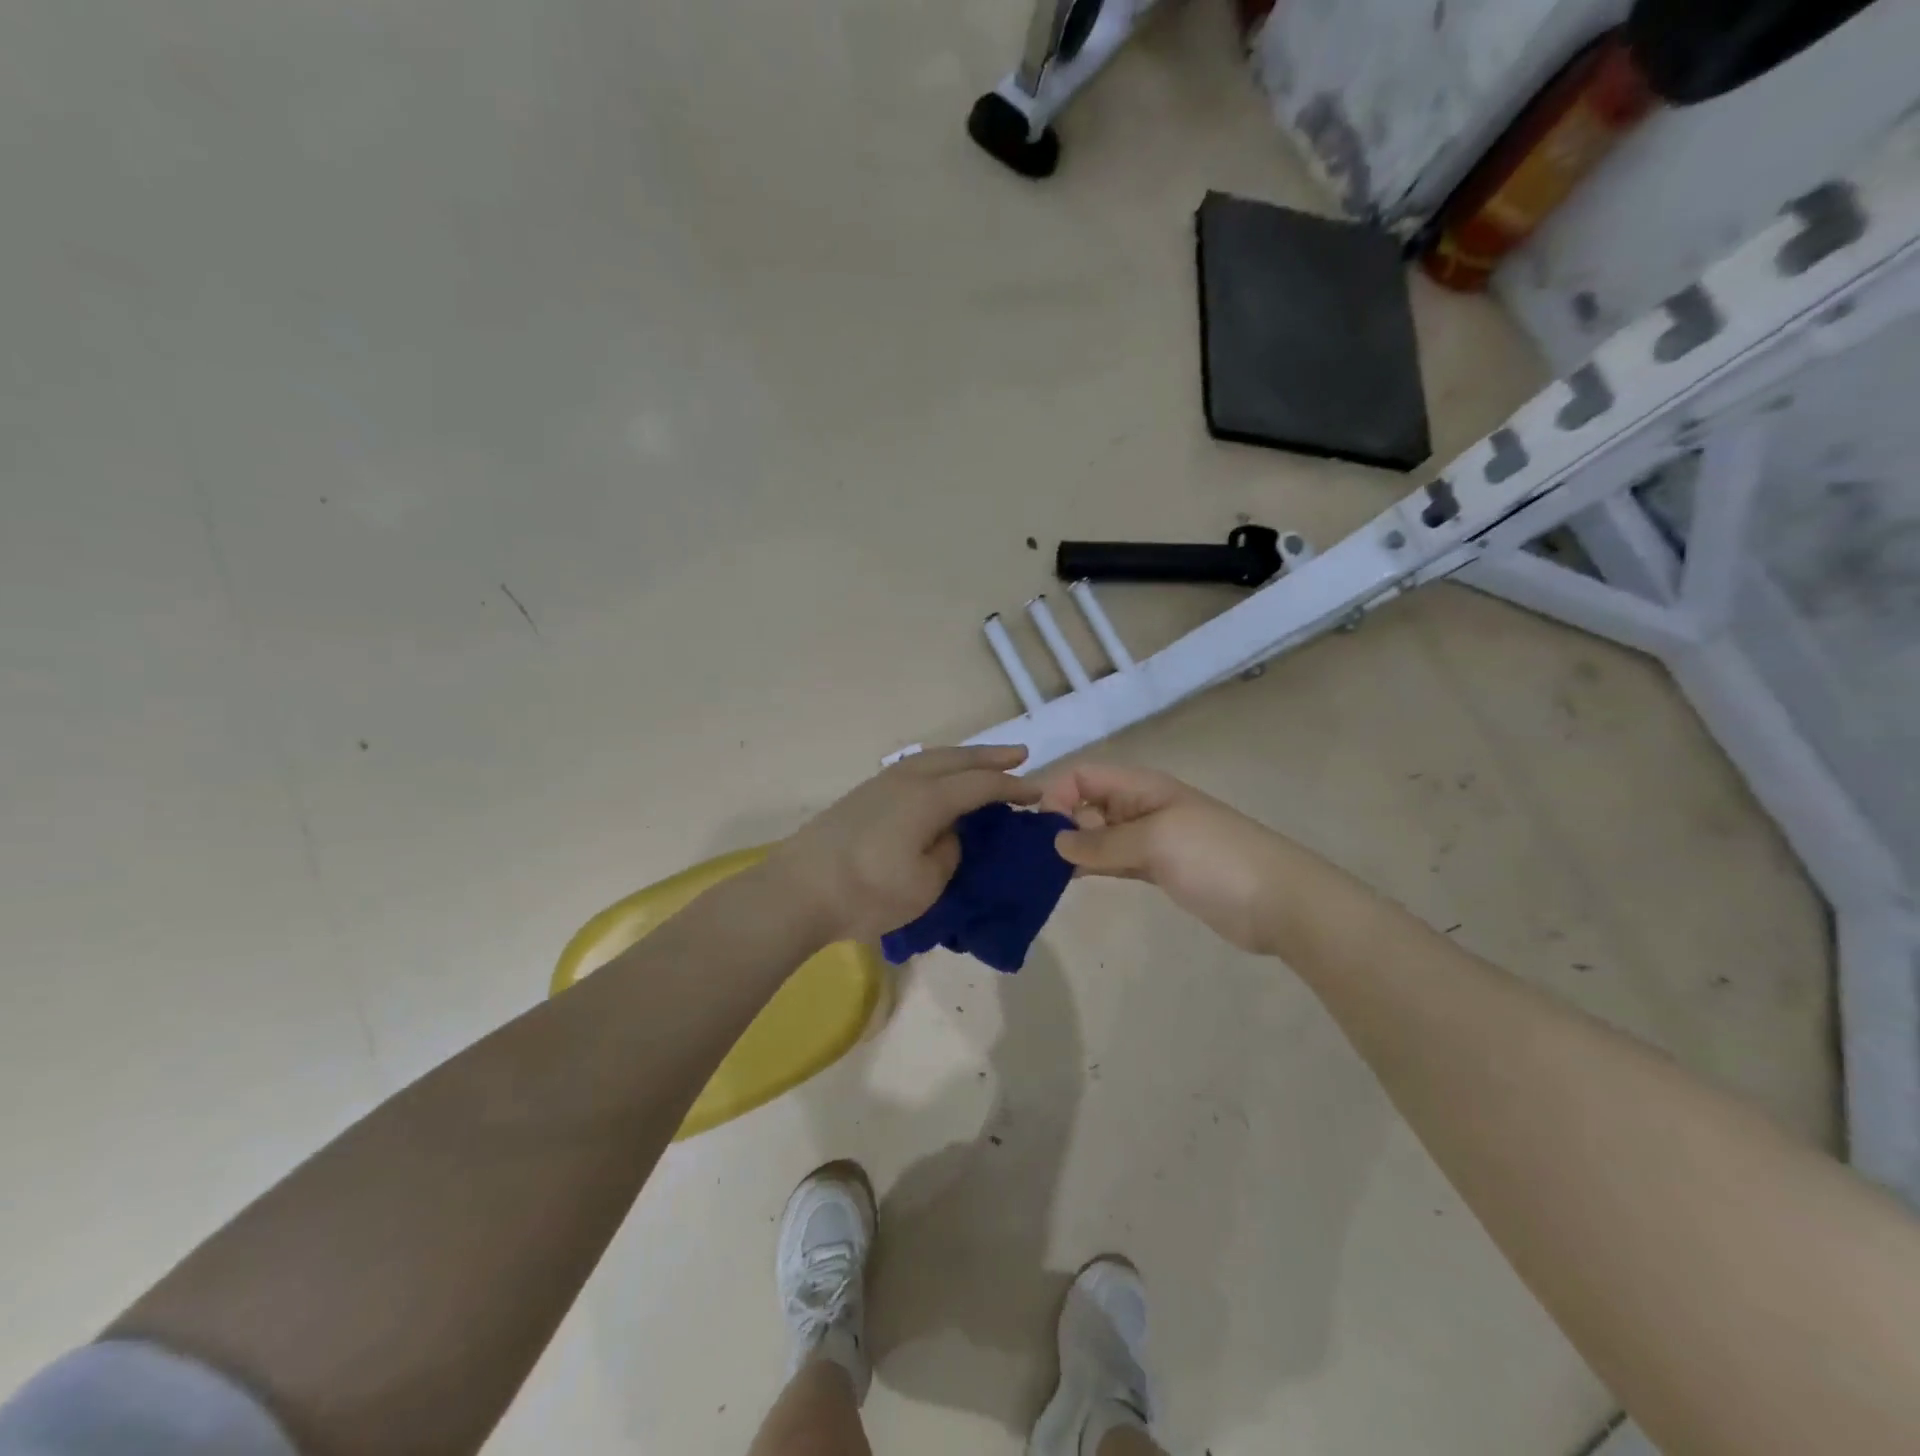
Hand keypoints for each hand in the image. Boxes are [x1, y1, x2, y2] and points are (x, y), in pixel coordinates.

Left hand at [770, 746, 1041, 943]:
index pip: (980, 786)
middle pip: (956, 760)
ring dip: (961, 757)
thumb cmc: (867, 893)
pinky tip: (936, 778)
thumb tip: (948, 834)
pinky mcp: (861, 796)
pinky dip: (936, 766)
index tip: (1036, 793)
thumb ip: (948, 852)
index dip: (1011, 788)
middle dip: (989, 757)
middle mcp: (906, 781)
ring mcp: (879, 785)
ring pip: (929, 758)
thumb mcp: (925, 884)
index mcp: (928, 799)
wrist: (796, 891)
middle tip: (1019, 755)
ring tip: (980, 762)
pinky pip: (911, 768)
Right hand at [1038, 762, 1287, 953]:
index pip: (1086, 776)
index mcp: (1143, 787)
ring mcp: (1151, 840)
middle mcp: (1142, 807)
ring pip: (1099, 835)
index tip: (1038, 828)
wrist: (1279, 902)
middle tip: (1034, 855)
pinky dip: (1093, 865)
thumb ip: (1103, 841)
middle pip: (1088, 803)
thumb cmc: (1215, 858)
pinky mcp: (1158, 870)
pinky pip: (1114, 860)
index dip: (1058, 793)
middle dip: (1060, 821)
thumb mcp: (1155, 841)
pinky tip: (1069, 878)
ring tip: (1041, 869)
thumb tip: (1055, 841)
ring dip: (1074, 846)